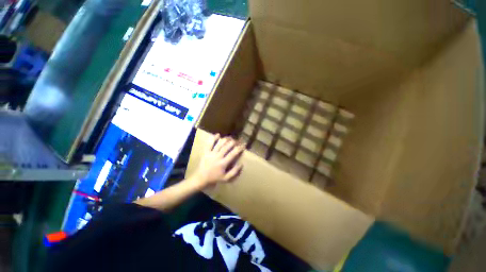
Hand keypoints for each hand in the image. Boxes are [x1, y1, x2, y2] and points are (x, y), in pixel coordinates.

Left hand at [192, 134, 244, 188]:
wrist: (200, 178)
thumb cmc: (214, 178)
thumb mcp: (226, 178)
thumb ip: (234, 172)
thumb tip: (241, 164)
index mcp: (223, 163)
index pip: (233, 154)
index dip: (239, 148)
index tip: (243, 145)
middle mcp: (218, 156)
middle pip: (227, 147)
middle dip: (233, 142)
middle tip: (237, 140)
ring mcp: (211, 153)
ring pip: (219, 144)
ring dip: (225, 139)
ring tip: (230, 137)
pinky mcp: (206, 152)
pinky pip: (209, 143)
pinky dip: (213, 138)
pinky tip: (218, 134)